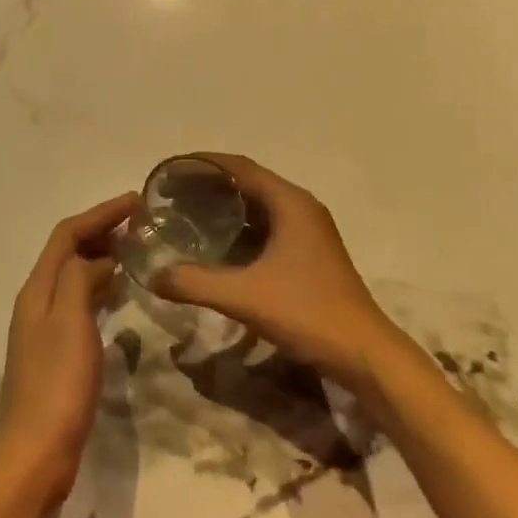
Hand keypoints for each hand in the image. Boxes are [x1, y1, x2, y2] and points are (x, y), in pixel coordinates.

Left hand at [0, 192, 133, 510]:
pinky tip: (119, 293)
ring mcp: (45, 328)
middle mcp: (37, 301)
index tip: (136, 201)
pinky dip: (100, 286)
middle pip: (67, 251)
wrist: (35, 454)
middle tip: (140, 221)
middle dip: (101, 229)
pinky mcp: (57, 352)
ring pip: (74, 276)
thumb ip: (80, 278)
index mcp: (37, 289)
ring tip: (135, 248)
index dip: (100, 213)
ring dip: (101, 255)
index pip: (67, 234)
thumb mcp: (70, 320)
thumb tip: (98, 259)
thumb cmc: (56, 383)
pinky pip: (80, 301)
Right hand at [150, 155, 407, 389]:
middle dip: (210, 185)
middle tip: (172, 195)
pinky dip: (241, 228)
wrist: (363, 353)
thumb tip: (153, 276)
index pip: (239, 167)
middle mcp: (300, 207)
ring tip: (188, 214)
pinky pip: (267, 227)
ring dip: (226, 207)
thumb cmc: (307, 312)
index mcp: (290, 202)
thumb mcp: (245, 296)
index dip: (203, 164)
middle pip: (249, 182)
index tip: (171, 171)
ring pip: (259, 206)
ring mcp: (308, 231)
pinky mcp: (310, 253)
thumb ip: (196, 282)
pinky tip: (218, 246)